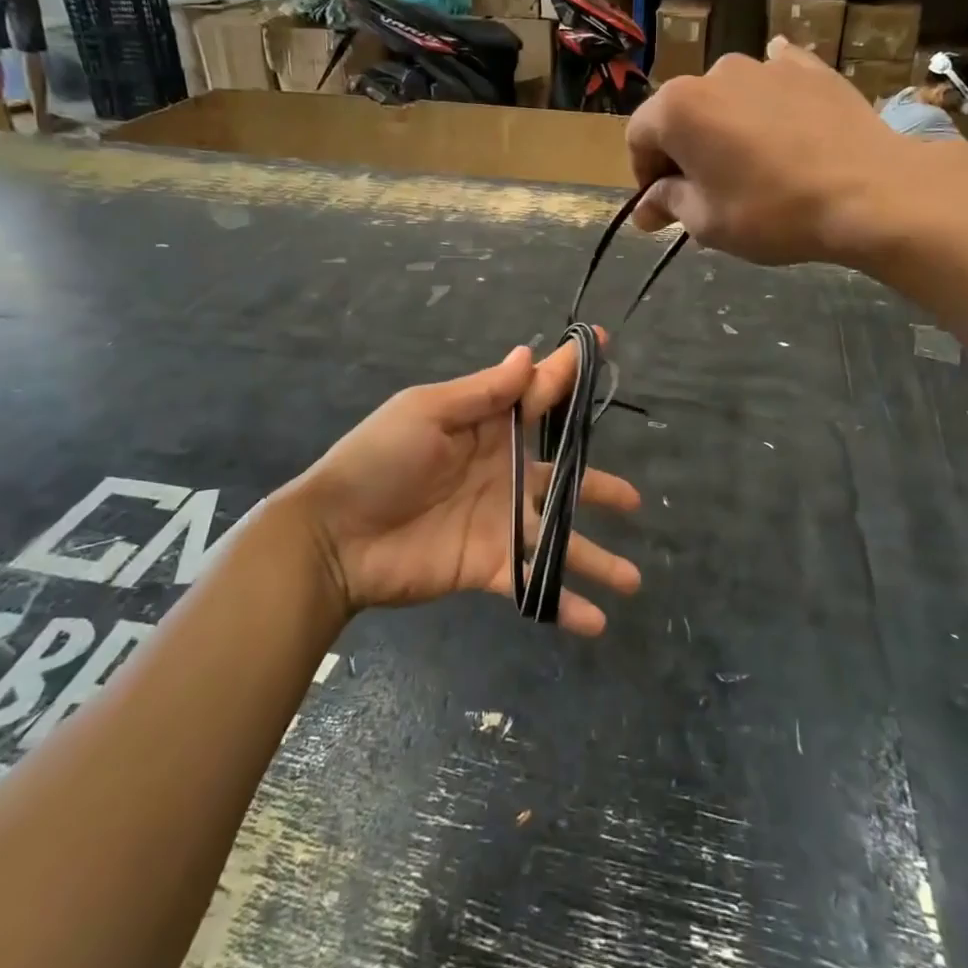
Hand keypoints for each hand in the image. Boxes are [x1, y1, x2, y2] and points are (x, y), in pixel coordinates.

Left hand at [277, 337, 641, 634]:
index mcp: (487, 428)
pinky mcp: (490, 566)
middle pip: (564, 477)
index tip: (604, 346)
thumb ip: (482, 392)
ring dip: (596, 557)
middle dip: (599, 486)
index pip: (538, 397)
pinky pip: (534, 583)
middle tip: (634, 499)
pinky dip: (564, 603)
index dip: (568, 373)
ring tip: (633, 580)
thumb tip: (528, 354)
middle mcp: (503, 473)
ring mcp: (500, 522)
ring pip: (560, 537)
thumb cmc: (378, 461)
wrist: (334, 536)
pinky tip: (597, 621)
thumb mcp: (426, 413)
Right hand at [625, 40, 967, 268]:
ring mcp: (766, 64)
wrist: (869, 192)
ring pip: (727, 98)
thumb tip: (645, 208)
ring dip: (725, 128)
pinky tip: (780, 123)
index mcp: (678, 107)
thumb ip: (668, 203)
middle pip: (682, 113)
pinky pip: (773, 81)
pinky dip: (766, 103)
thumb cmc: (772, 211)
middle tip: (706, 192)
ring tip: (752, 166)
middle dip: (684, 151)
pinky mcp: (810, 67)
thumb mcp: (707, 222)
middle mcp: (715, 72)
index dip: (644, 174)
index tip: (664, 205)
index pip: (639, 135)